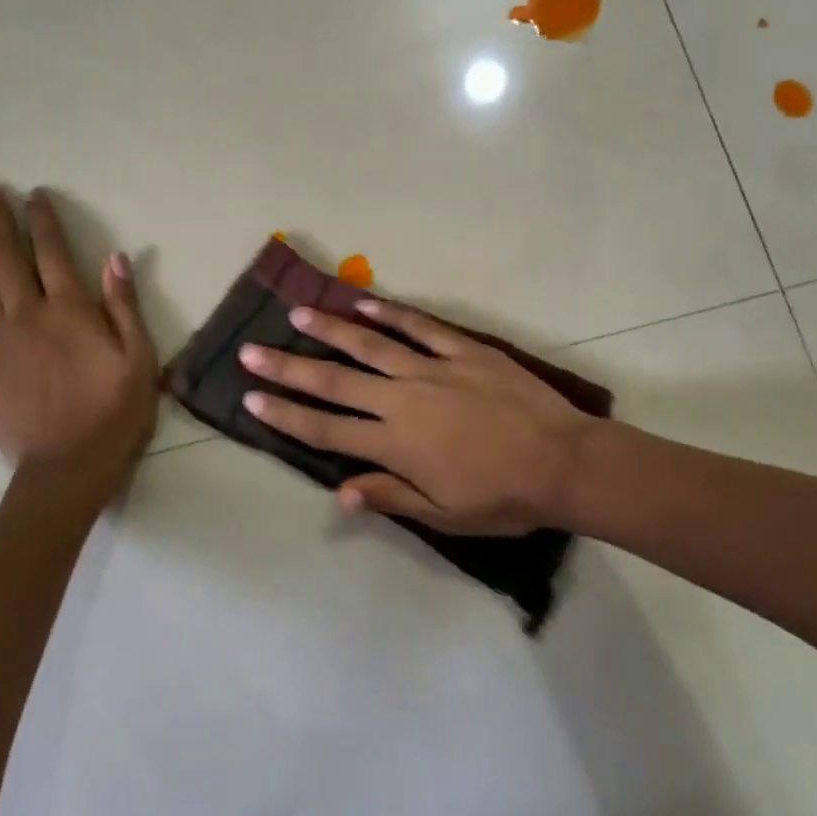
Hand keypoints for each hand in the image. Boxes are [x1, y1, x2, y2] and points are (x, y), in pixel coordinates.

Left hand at [0, 187, 156, 495]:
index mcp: (70, 311)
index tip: (35, 196)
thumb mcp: (138, 359)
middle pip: (7, 259)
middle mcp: (28, 316)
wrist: (69, 465)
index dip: (43, 222)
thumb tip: (115, 259)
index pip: (53, 254)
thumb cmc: (114, 412)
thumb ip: (124, 307)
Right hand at [238, 300, 592, 535]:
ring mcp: (434, 370)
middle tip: (251, 351)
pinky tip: (364, 301)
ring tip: (297, 314)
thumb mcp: (445, 514)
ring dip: (330, 329)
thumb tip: (342, 491)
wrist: (565, 463)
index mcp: (395, 444)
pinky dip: (391, 313)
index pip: (326, 429)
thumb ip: (392, 496)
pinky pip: (421, 327)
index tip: (251, 399)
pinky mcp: (465, 351)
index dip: (285, 415)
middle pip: (334, 382)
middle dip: (288, 368)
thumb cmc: (503, 498)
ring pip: (370, 344)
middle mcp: (403, 400)